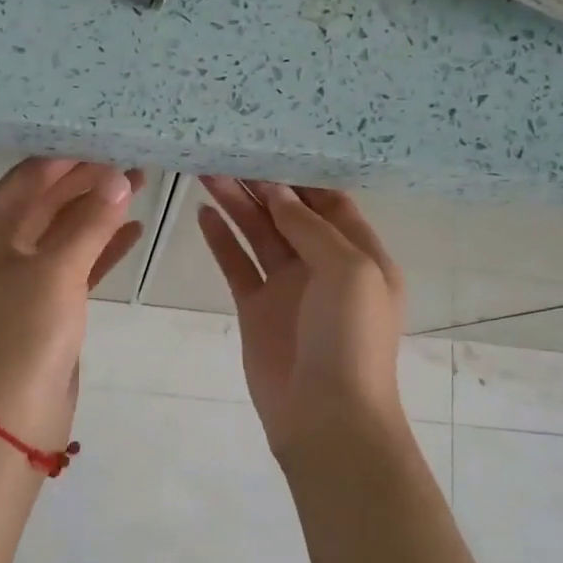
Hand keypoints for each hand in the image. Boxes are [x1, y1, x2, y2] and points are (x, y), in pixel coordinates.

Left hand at [0, 158, 144, 450]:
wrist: (14, 417)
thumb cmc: (25, 334)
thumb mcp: (57, 271)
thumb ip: (89, 222)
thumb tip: (117, 178)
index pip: (25, 180)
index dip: (65, 159)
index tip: (105, 140)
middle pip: (45, 203)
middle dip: (86, 183)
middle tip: (131, 161)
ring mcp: (20, 280)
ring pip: (63, 232)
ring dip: (98, 211)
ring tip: (140, 184)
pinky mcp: (43, 305)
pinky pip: (74, 264)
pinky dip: (100, 247)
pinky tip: (133, 230)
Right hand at [197, 178, 406, 457]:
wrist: (327, 417)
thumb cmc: (351, 338)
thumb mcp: (349, 271)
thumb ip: (311, 228)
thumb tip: (278, 193)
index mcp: (359, 254)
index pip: (329, 201)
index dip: (300, 176)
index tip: (268, 146)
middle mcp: (323, 265)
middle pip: (288, 213)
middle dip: (260, 185)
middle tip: (226, 152)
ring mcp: (287, 287)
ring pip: (258, 234)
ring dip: (235, 204)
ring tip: (206, 172)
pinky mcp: (256, 308)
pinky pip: (236, 265)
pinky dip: (221, 240)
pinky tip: (203, 212)